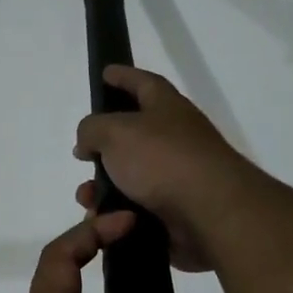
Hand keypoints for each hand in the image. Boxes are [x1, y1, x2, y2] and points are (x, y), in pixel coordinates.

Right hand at [73, 66, 257, 273]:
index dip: (123, 76)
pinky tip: (103, 219)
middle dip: (104, 145)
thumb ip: (92, 129)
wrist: (211, 213)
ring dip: (104, 186)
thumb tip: (88, 142)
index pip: (143, 82)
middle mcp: (176, 137)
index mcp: (167, 107)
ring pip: (131, 176)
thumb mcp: (115, 132)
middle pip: (134, 134)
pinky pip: (138, 207)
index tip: (104, 73)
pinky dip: (118, 212)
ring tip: (87, 198)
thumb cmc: (163, 159)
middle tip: (82, 153)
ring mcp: (179, 175)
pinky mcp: (177, 209)